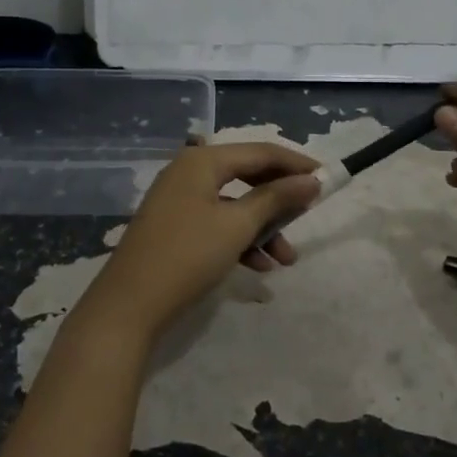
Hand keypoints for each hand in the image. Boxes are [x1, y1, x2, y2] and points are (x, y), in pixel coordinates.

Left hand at [80, 141, 321, 340]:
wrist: (129, 305)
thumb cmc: (188, 255)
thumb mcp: (237, 225)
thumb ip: (276, 198)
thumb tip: (312, 180)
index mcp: (202, 161)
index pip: (260, 151)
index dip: (296, 164)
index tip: (327, 179)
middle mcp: (189, 172)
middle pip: (247, 175)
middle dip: (280, 200)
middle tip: (308, 215)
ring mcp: (180, 200)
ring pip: (235, 204)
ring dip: (263, 227)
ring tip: (287, 259)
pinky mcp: (176, 227)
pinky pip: (218, 223)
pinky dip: (241, 240)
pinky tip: (259, 267)